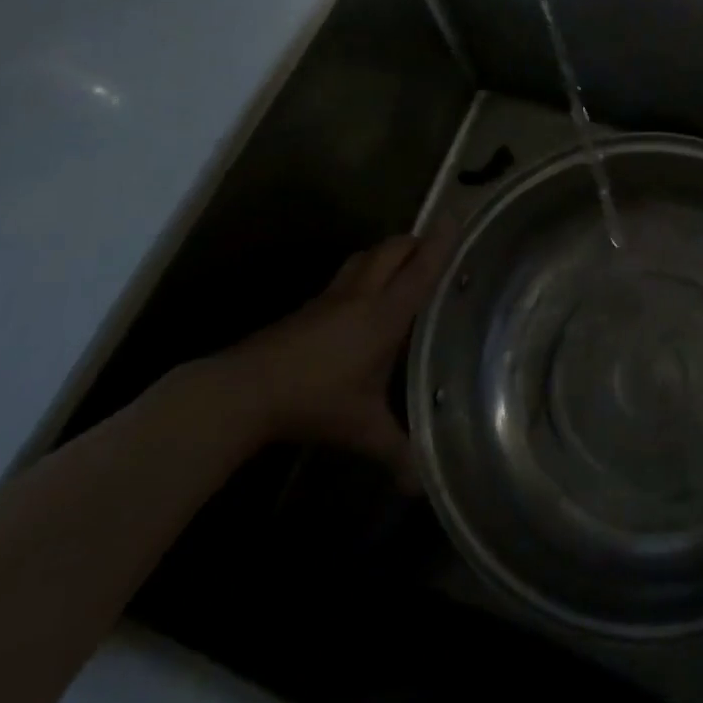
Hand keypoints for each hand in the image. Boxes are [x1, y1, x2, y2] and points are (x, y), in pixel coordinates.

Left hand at [210, 231, 451, 484]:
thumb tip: (423, 486)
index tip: (457, 216)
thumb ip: (397, 452)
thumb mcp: (362, 429)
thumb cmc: (315, 401)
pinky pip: (346, 276)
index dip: (440, 243)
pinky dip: (363, 273)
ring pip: (365, 257)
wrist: (245, 390)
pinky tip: (362, 301)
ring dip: (386, 254)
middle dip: (415, 242)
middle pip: (392, 249)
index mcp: (384, 314)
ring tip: (401, 267)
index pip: (420, 270)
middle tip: (434, 249)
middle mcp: (361, 295)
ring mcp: (331, 297)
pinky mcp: (309, 307)